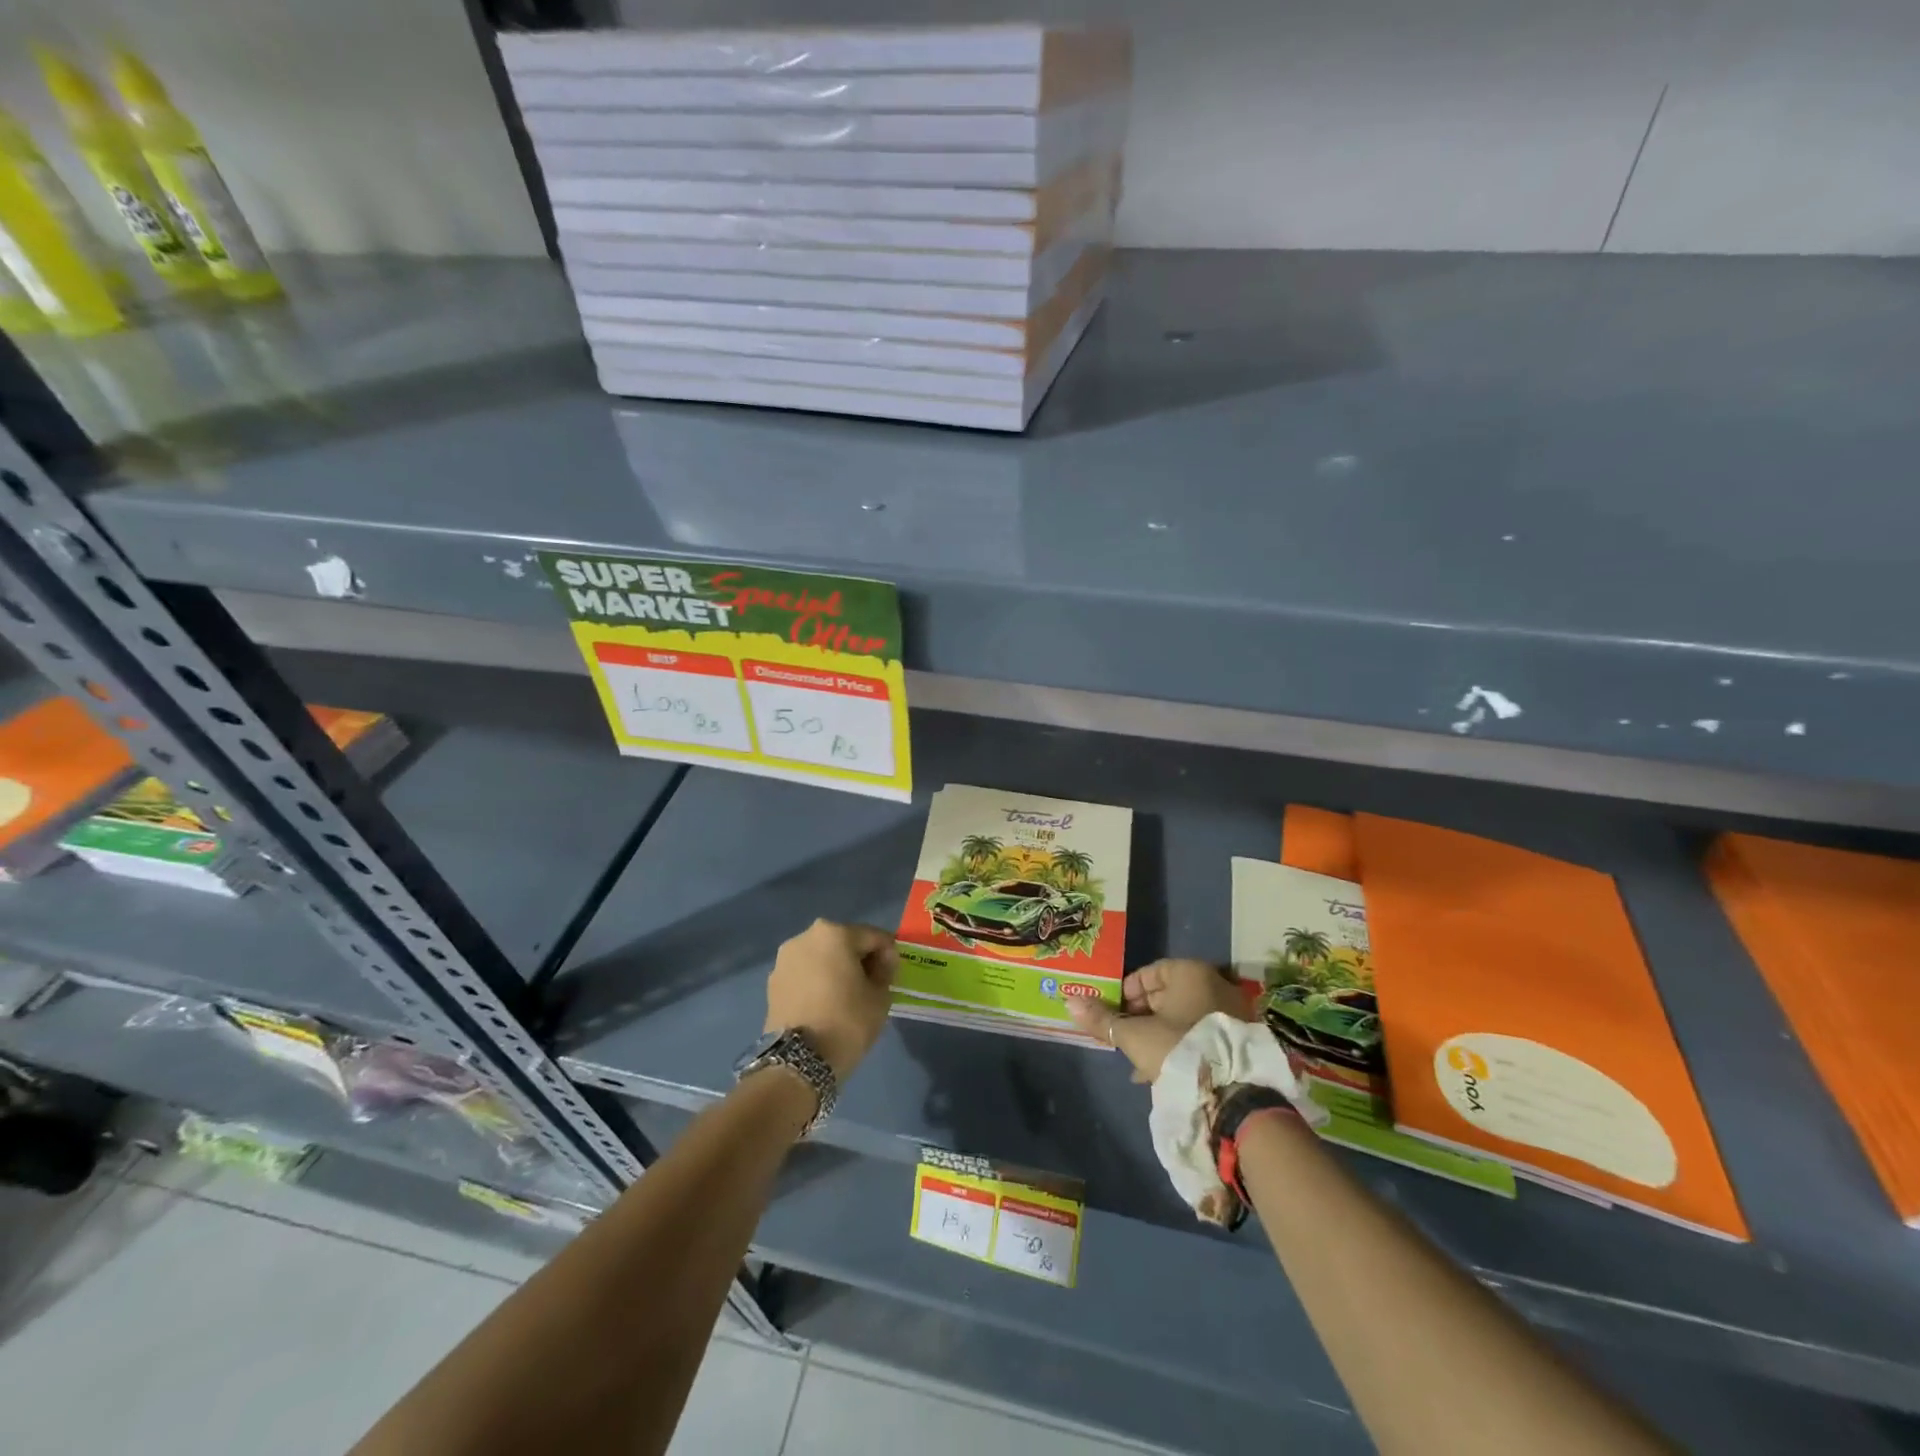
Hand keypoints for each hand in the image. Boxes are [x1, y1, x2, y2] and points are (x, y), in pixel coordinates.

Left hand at [765, 919, 897, 1080]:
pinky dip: (817, 981)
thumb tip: (882, 961)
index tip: (893, 975)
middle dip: (859, 959)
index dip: (888, 954)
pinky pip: (804, 973)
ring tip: (846, 996)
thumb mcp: (880, 996)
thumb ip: (885, 970)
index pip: (873, 936)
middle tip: (871, 985)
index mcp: (834, 933)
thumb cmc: (847, 1022)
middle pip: (844, 942)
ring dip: (836, 969)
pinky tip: (825, 1004)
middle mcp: (805, 937)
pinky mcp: (773, 982)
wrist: (798, 1062)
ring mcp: (784, 959)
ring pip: (821, 957)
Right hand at [1066, 958, 1252, 1083]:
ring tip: (1140, 1057)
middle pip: (1168, 994)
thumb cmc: (1177, 1048)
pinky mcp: (1240, 1038)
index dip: (1127, 991)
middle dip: (1142, 1015)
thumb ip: (1102, 1019)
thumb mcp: (1133, 1035)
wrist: (1232, 1094)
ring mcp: (1232, 1011)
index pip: (1150, 972)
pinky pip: (1202, 1034)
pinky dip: (1182, 1044)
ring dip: (1160, 1032)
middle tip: (1124, 1034)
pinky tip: (1165, 1070)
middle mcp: (1215, 983)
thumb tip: (1069, 1001)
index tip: (1113, 1011)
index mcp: (1190, 972)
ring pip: (1184, 1016)